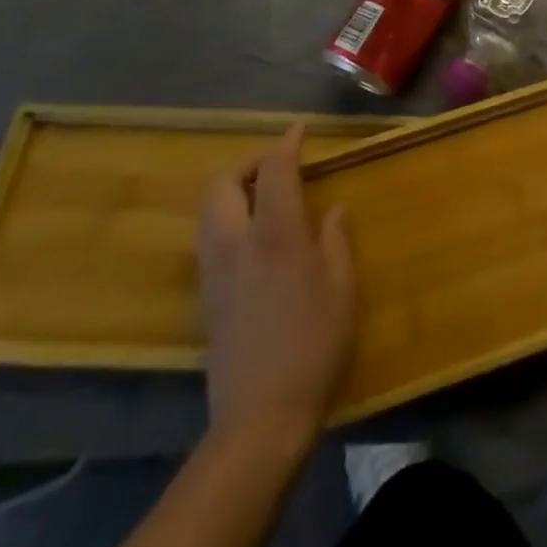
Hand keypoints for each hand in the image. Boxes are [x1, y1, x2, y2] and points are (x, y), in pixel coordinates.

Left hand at [196, 125, 354, 445]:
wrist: (260, 416)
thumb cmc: (314, 344)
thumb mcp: (341, 287)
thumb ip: (335, 239)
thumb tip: (332, 209)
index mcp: (276, 234)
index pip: (273, 170)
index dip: (286, 144)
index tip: (300, 130)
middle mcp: (236, 243)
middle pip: (223, 183)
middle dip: (247, 164)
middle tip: (277, 167)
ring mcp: (214, 271)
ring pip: (208, 210)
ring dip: (232, 191)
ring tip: (264, 197)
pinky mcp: (205, 297)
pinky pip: (208, 238)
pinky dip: (226, 220)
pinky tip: (252, 237)